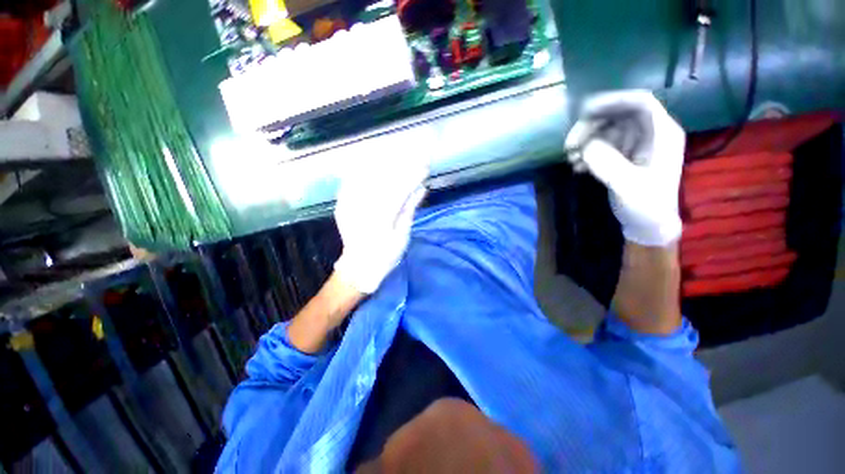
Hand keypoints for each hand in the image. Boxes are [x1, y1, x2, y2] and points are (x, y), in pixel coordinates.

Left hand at [333, 152, 427, 293]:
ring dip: (383, 164)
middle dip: (401, 166)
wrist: (359, 267)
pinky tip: (374, 167)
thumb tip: (421, 188)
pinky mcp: (341, 204)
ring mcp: (349, 204)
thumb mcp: (403, 235)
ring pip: (367, 175)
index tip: (425, 167)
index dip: (413, 175)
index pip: (399, 188)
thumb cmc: (385, 255)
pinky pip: (351, 181)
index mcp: (381, 217)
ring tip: (398, 159)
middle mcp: (363, 206)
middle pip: (383, 177)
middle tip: (415, 159)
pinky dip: (364, 171)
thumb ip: (409, 209)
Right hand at [565, 90, 684, 246]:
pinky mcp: (621, 156)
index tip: (583, 112)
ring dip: (584, 141)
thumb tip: (585, 146)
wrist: (646, 227)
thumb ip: (608, 163)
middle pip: (616, 115)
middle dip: (590, 127)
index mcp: (662, 134)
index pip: (640, 103)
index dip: (612, 101)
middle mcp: (648, 134)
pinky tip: (577, 167)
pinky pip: (600, 145)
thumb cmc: (645, 207)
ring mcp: (633, 145)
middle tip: (569, 146)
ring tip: (571, 159)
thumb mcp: (628, 186)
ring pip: (605, 130)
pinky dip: (586, 153)